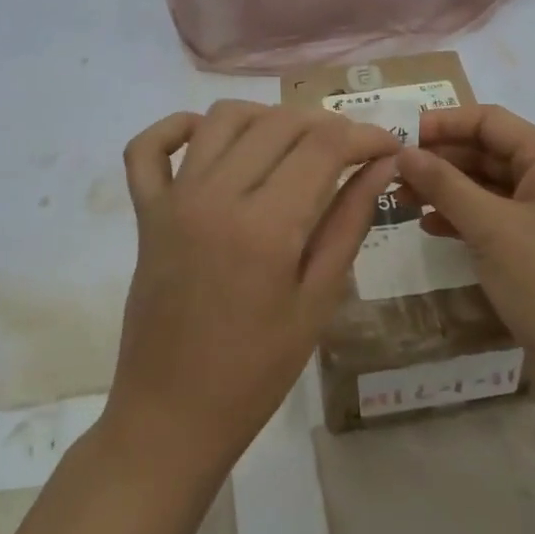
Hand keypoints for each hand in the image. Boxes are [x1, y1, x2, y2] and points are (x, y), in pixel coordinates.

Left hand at [105, 100, 399, 476]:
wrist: (172, 415)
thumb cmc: (256, 371)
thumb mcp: (318, 301)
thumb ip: (349, 222)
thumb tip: (381, 165)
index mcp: (266, 225)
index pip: (323, 145)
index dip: (364, 135)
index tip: (388, 145)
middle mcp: (216, 195)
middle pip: (279, 123)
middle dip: (325, 125)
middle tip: (350, 152)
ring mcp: (174, 199)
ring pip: (223, 119)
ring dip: (267, 118)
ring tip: (293, 146)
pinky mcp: (146, 212)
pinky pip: (148, 148)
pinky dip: (177, 128)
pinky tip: (208, 139)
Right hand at [395, 105, 534, 428]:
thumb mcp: (490, 228)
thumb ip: (444, 184)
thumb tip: (403, 152)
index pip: (489, 121)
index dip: (444, 123)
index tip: (400, 137)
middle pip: (487, 151)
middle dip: (440, 159)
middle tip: (393, 173)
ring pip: (487, 187)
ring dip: (446, 189)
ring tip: (401, 200)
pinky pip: (494, 219)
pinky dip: (462, 218)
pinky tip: (430, 228)